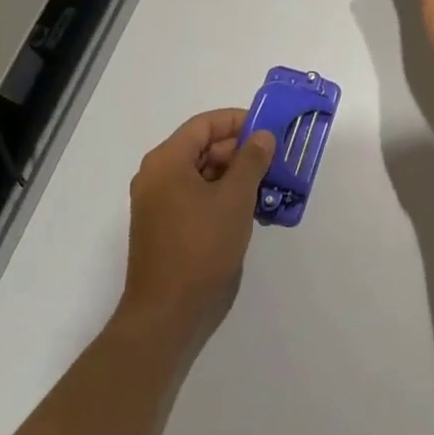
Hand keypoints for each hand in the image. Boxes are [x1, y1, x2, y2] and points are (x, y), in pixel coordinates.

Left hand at [119, 110, 275, 335]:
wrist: (167, 313)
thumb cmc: (201, 247)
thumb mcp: (235, 198)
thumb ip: (251, 160)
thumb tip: (262, 136)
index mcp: (167, 161)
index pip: (205, 124)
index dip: (238, 121)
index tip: (270, 129)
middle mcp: (158, 176)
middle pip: (203, 147)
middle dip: (240, 150)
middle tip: (275, 159)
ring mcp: (160, 203)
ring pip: (202, 174)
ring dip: (236, 175)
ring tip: (270, 184)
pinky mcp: (167, 227)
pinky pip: (197, 197)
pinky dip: (223, 196)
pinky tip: (252, 208)